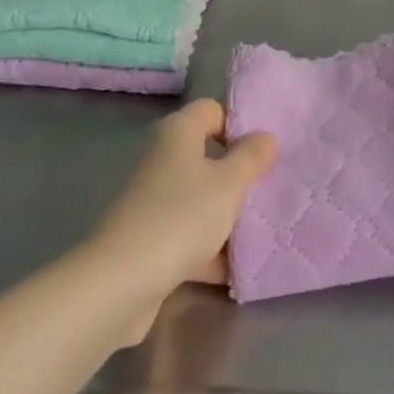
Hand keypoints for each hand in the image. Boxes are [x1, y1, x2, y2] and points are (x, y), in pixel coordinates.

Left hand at [89, 100, 276, 307]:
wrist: (121, 283)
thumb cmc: (181, 216)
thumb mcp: (229, 183)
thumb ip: (251, 157)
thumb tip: (265, 136)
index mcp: (177, 133)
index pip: (213, 110)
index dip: (240, 123)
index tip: (267, 148)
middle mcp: (162, 159)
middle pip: (208, 156)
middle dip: (239, 174)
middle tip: (272, 187)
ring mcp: (154, 200)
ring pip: (200, 198)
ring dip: (227, 215)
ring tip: (264, 229)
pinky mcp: (150, 239)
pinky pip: (189, 235)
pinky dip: (210, 249)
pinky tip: (238, 269)